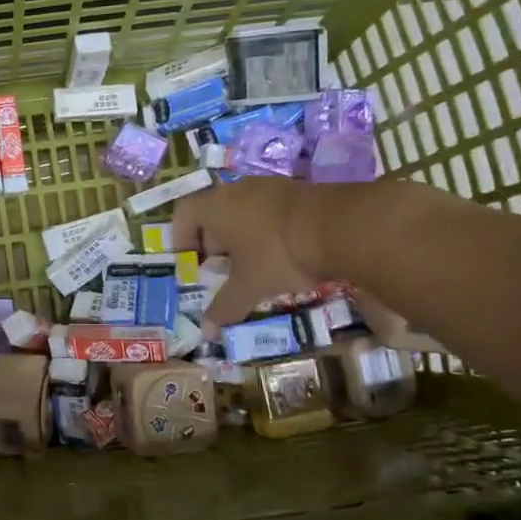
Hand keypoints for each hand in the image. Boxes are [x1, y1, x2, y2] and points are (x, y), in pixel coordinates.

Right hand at [171, 177, 334, 333]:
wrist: (340, 227)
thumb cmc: (278, 254)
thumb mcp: (249, 286)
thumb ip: (225, 308)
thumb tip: (207, 333)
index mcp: (215, 207)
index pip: (183, 214)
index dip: (181, 239)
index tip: (191, 263)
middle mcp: (237, 190)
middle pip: (213, 212)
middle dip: (213, 242)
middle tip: (222, 270)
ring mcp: (269, 186)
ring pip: (243, 210)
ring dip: (242, 235)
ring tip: (254, 264)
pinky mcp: (297, 189)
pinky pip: (270, 209)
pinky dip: (267, 229)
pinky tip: (283, 253)